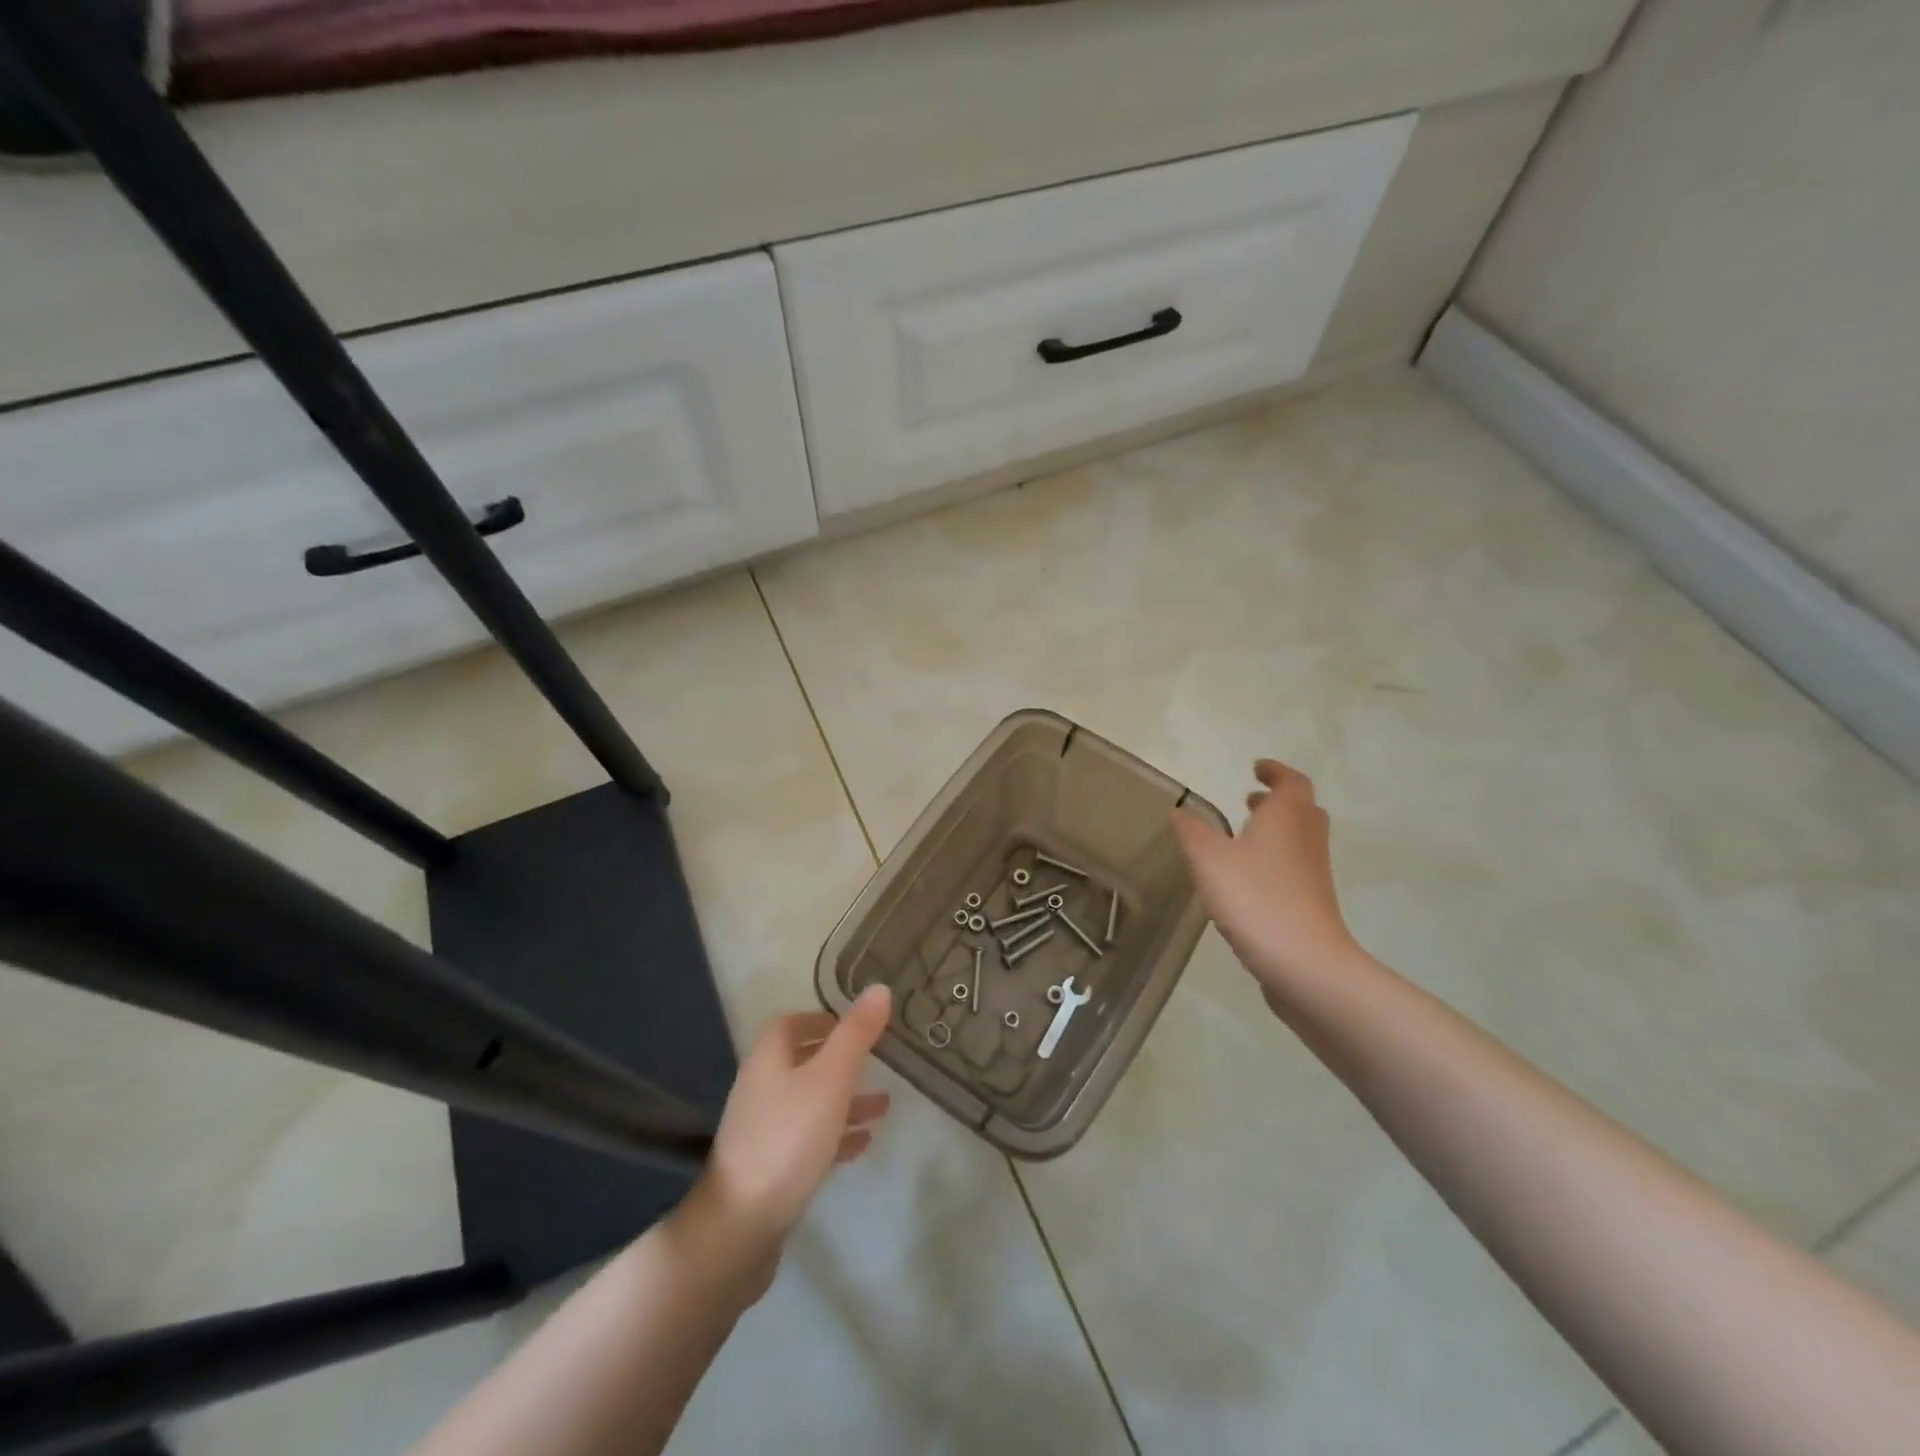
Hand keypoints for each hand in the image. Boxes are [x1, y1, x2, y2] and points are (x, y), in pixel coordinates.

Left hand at [680, 987, 892, 1300]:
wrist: (740, 1226)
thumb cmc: (789, 1138)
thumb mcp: (830, 1079)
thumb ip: (856, 1034)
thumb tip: (879, 987)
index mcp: (768, 1059)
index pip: (789, 1023)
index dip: (820, 1019)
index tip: (855, 1025)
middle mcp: (761, 1087)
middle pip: (801, 1062)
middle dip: (840, 1061)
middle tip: (876, 1062)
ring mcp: (762, 1129)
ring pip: (809, 1102)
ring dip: (844, 1100)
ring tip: (884, 1108)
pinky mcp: (769, 1167)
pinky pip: (807, 1138)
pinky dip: (835, 1134)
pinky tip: (862, 1144)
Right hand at [1172, 759, 1360, 1005]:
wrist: (1304, 962)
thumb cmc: (1255, 897)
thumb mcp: (1208, 859)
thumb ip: (1191, 831)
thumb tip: (1180, 812)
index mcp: (1287, 818)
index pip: (1290, 782)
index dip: (1274, 772)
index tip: (1256, 768)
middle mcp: (1306, 839)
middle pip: (1301, 809)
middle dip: (1277, 801)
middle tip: (1250, 801)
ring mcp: (1315, 874)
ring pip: (1300, 839)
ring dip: (1276, 831)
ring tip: (1244, 837)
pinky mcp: (1313, 903)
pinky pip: (1296, 868)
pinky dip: (1275, 860)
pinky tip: (1247, 879)